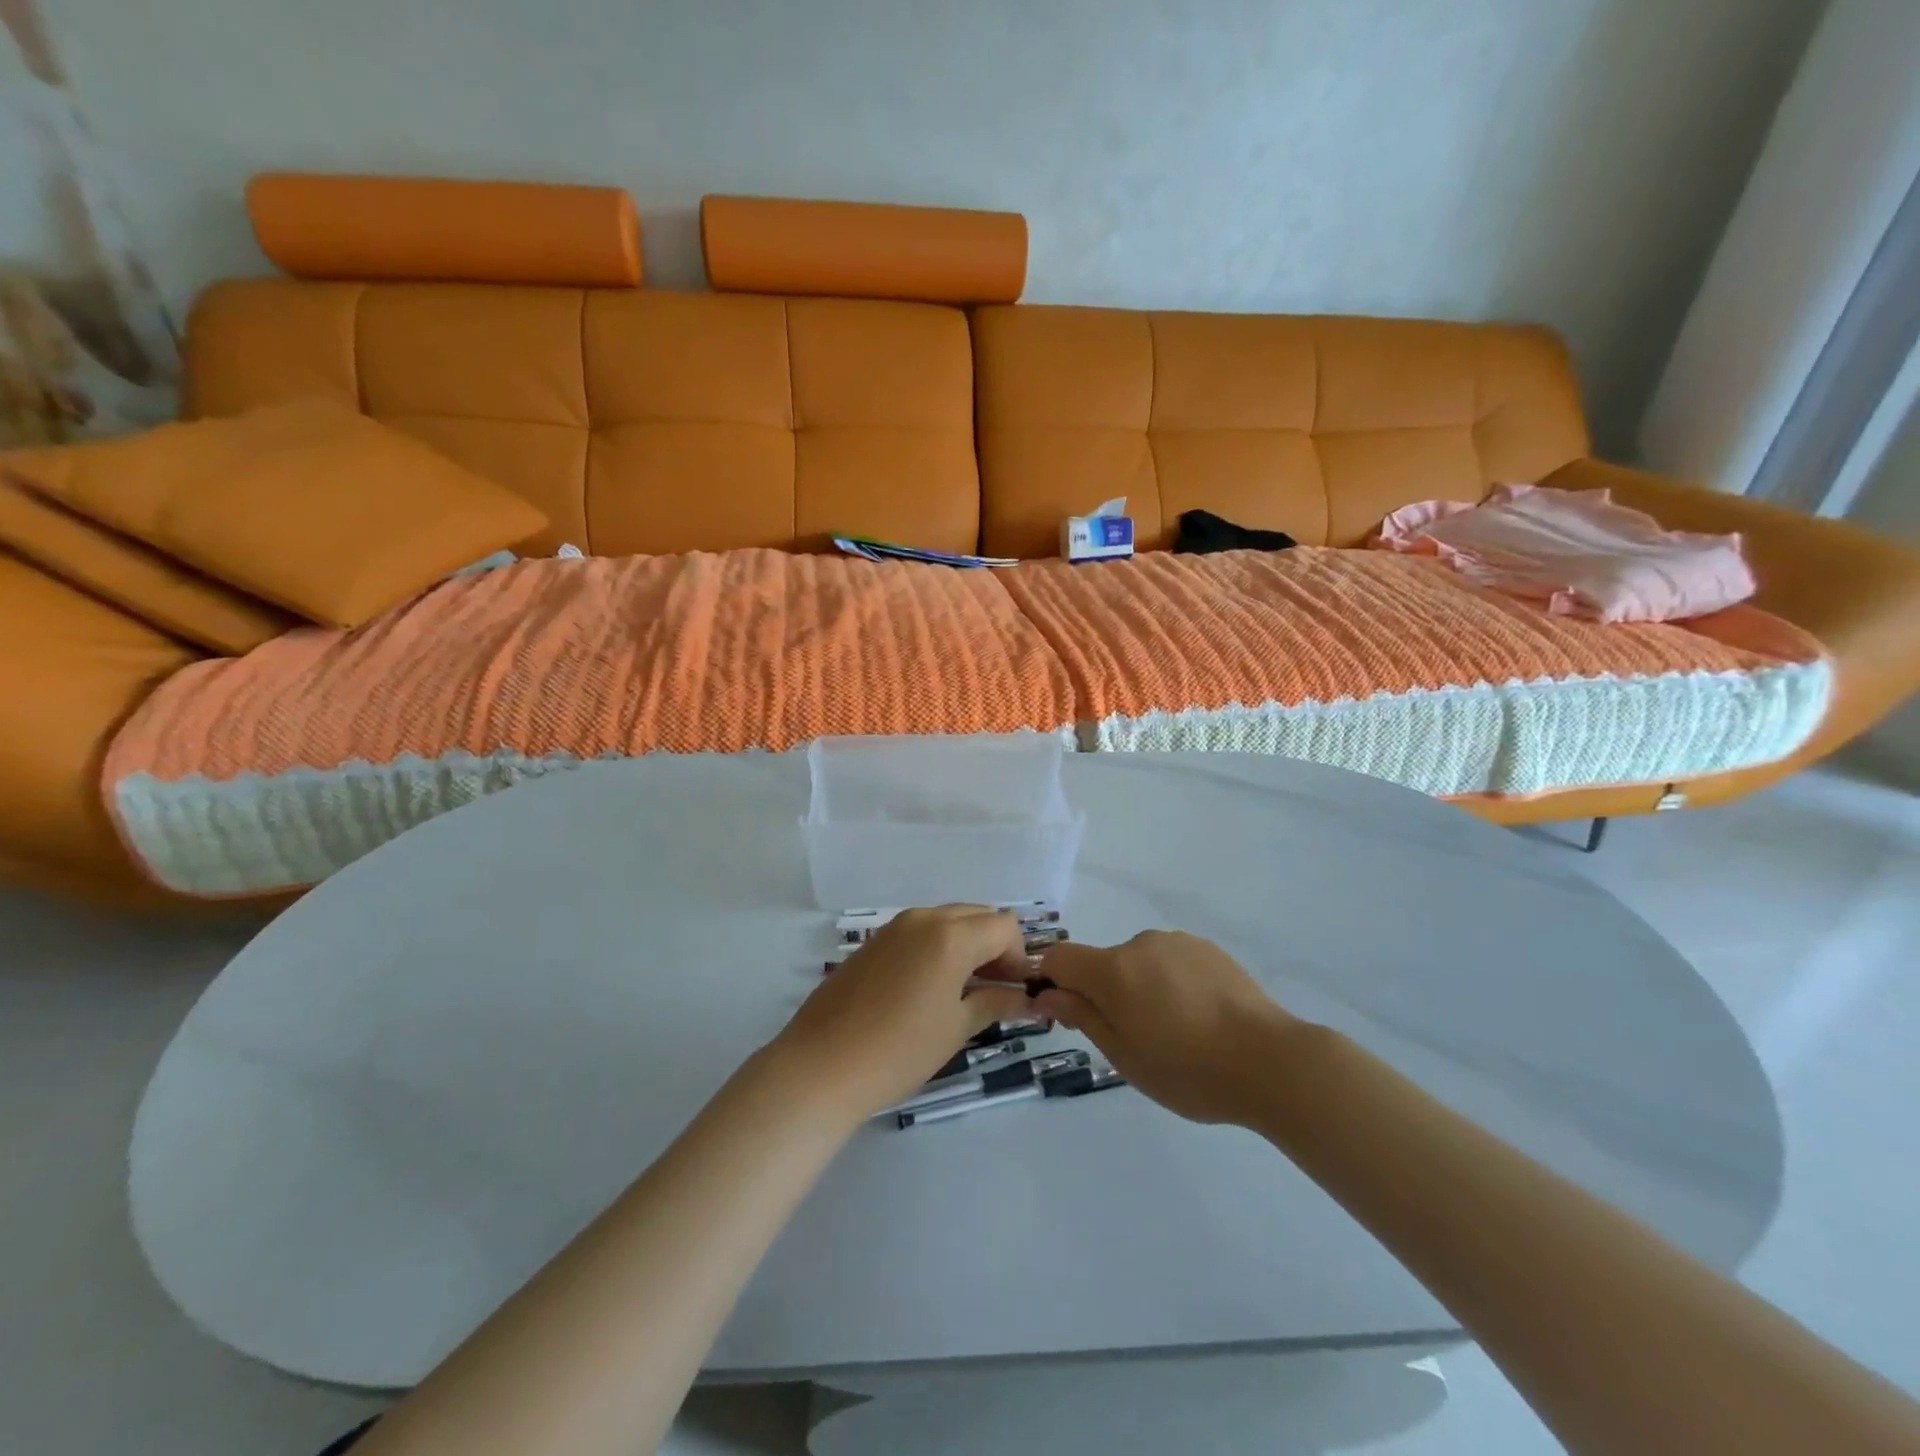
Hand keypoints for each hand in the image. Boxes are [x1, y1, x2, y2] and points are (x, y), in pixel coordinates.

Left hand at [765, 906, 1036, 1122]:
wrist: (821, 1066)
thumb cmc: (899, 1050)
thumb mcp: (956, 1028)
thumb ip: (996, 1003)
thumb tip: (1028, 999)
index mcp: (950, 935)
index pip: (1004, 927)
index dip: (1019, 957)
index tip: (1017, 991)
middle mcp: (923, 918)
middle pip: (977, 915)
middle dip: (995, 947)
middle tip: (997, 990)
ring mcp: (893, 927)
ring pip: (948, 921)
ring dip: (967, 945)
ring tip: (965, 991)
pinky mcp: (873, 942)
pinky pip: (920, 932)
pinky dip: (938, 948)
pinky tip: (930, 988)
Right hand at [1034, 931, 1298, 1125]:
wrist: (1271, 1061)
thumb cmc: (1188, 1069)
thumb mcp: (1124, 1055)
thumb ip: (1081, 1016)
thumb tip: (1046, 993)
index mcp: (1113, 969)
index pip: (1059, 958)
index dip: (1051, 982)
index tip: (1065, 1015)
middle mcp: (1140, 943)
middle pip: (1102, 963)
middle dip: (1104, 993)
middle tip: (1133, 1039)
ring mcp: (1177, 943)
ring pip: (1138, 963)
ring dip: (1140, 988)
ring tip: (1175, 1031)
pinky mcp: (1208, 949)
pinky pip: (1171, 962)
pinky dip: (1171, 984)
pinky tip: (1199, 1017)